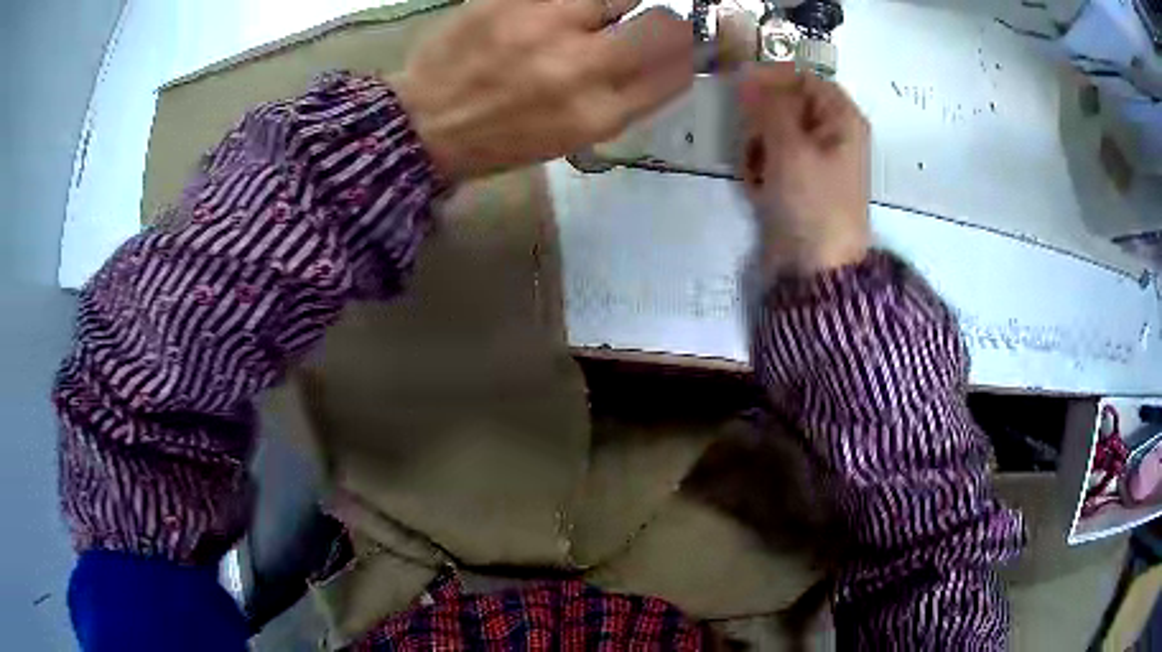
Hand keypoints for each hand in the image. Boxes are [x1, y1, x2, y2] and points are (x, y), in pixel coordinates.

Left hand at [392, 0, 694, 180]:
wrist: (424, 123)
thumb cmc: (500, 138)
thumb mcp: (572, 137)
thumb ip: (624, 98)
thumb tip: (666, 61)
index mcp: (598, 115)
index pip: (677, 71)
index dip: (689, 55)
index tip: (680, 49)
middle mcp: (580, 67)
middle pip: (663, 25)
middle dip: (664, 23)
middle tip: (641, 24)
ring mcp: (543, 24)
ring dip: (613, 5)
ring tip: (587, 18)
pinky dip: (573, 2)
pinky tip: (557, 16)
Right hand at [738, 63, 870, 277]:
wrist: (816, 269)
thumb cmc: (813, 203)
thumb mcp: (790, 147)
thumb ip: (767, 105)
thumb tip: (746, 72)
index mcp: (842, 119)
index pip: (803, 77)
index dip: (772, 77)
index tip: (741, 87)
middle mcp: (830, 133)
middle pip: (785, 103)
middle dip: (762, 120)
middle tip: (754, 141)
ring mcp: (813, 158)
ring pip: (772, 130)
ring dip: (756, 145)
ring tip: (757, 171)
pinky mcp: (797, 181)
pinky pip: (770, 156)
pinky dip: (759, 167)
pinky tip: (758, 187)